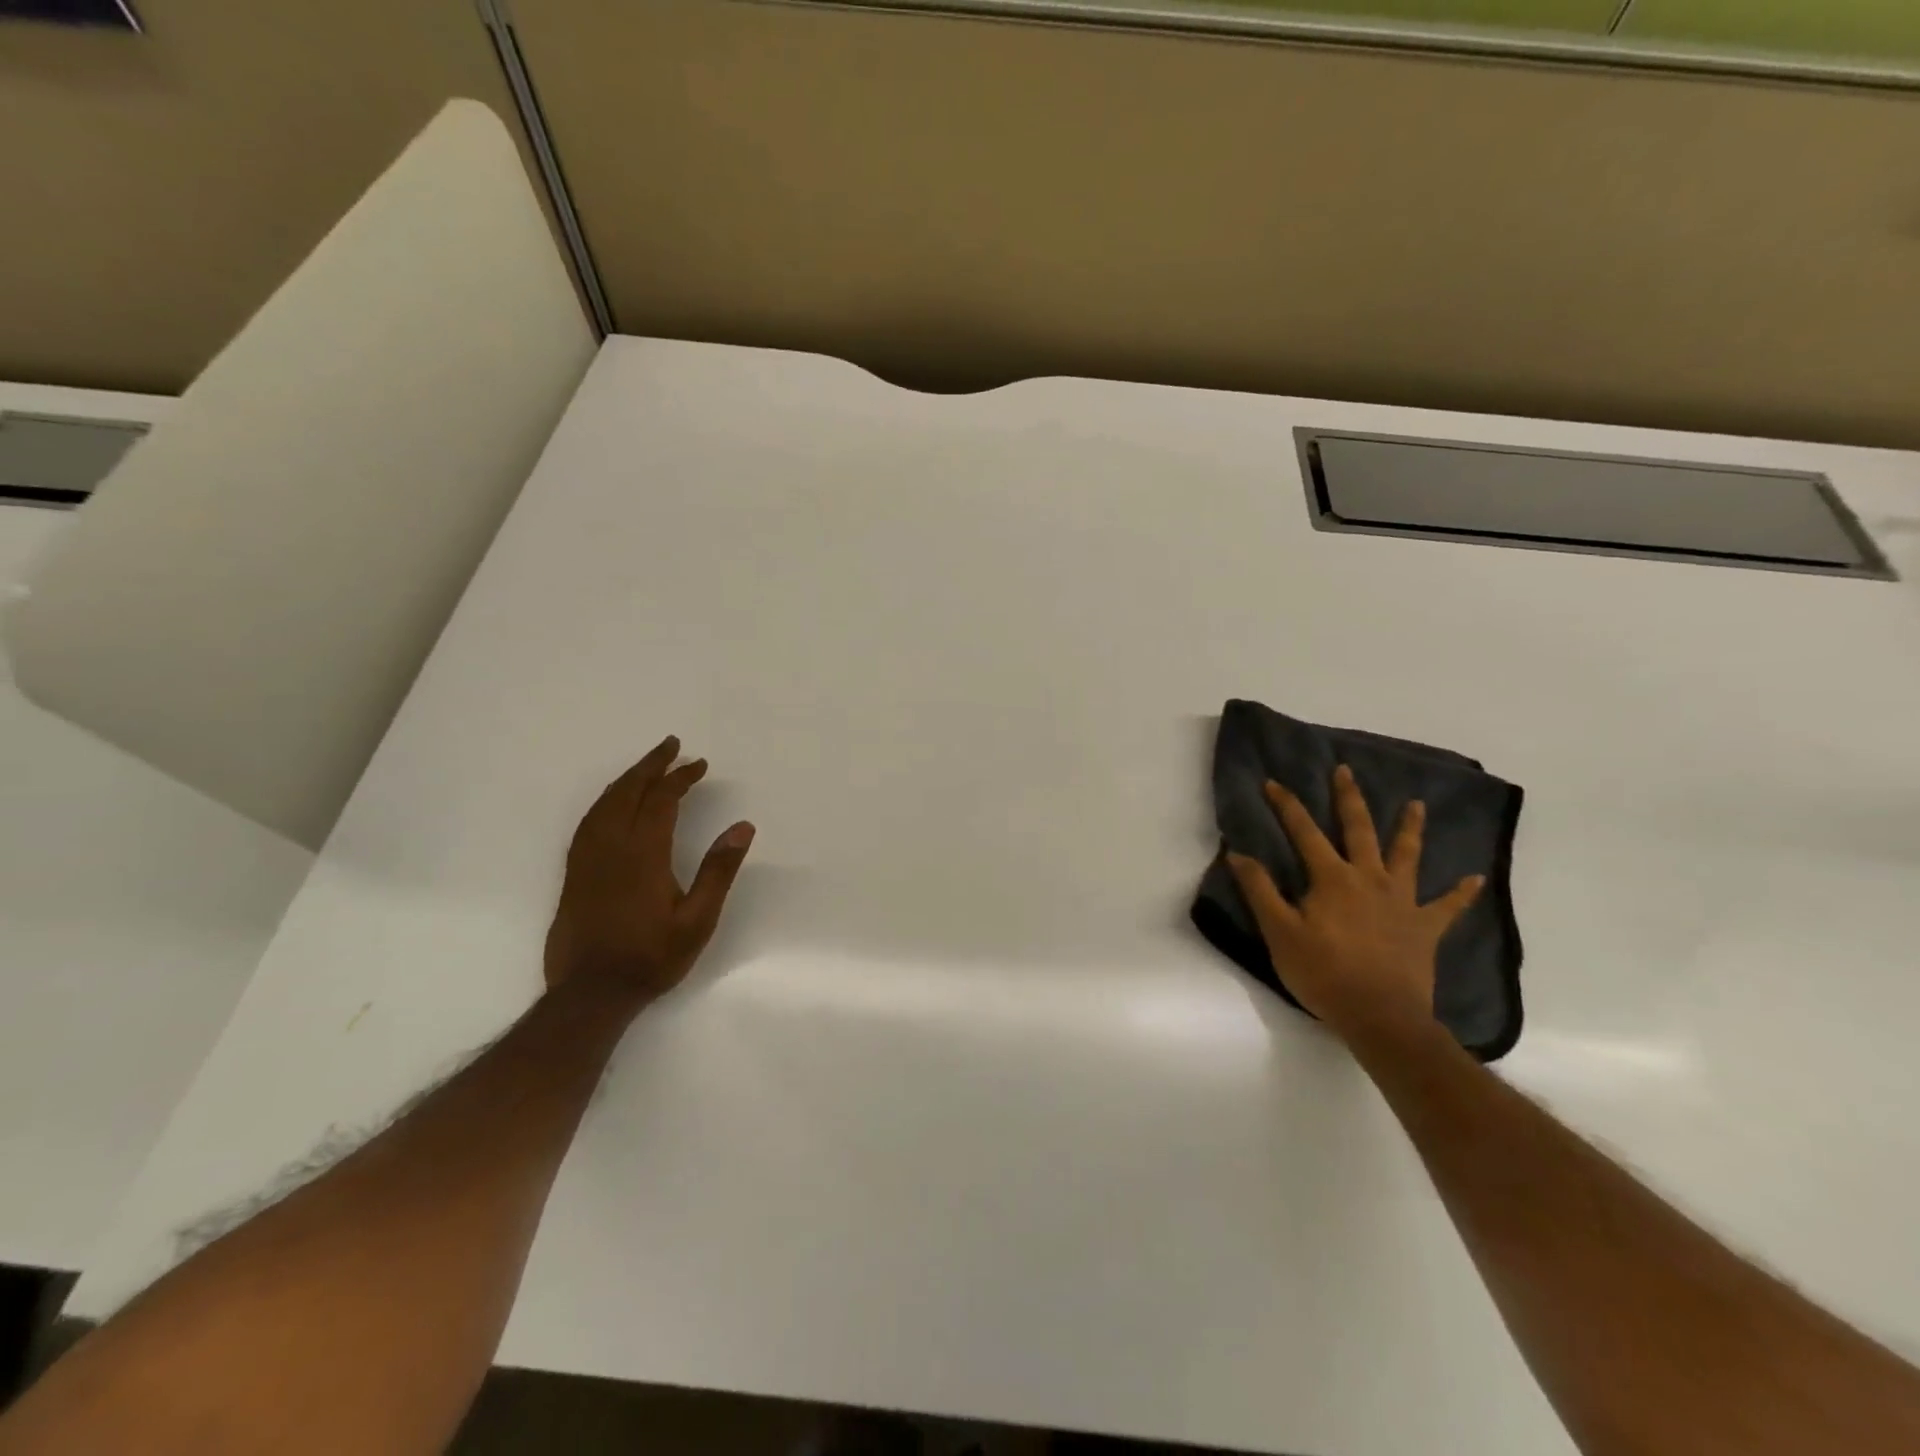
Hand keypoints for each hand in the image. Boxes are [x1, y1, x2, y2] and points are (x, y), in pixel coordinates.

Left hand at [543, 735, 754, 1002]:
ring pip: (604, 803)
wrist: (590, 993)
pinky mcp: (574, 872)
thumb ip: (719, 871)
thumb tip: (743, 826)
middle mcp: (611, 846)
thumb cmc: (651, 957)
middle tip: (672, 745)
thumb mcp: (698, 920)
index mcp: (643, 854)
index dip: (681, 777)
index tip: (700, 764)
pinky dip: (606, 800)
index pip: (662, 800)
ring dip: (627, 778)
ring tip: (648, 765)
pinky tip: (614, 802)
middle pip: (628, 791)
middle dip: (652, 765)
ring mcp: (587, 858)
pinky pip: (588, 820)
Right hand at [1226, 763, 1482, 1046]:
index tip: (1272, 783)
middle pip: (1358, 830)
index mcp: (1332, 879)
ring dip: (1410, 828)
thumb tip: (1238, 853)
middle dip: (1349, 799)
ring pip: (1406, 856)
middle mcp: (1369, 879)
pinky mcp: (1424, 928)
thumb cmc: (1323, 974)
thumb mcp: (1279, 932)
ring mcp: (1402, 902)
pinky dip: (1461, 893)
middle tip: (1345, 771)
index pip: (1304, 832)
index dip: (1286, 806)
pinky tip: (1475, 878)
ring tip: (1416, 804)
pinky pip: (1447, 906)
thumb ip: (1260, 890)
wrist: (1380, 1017)